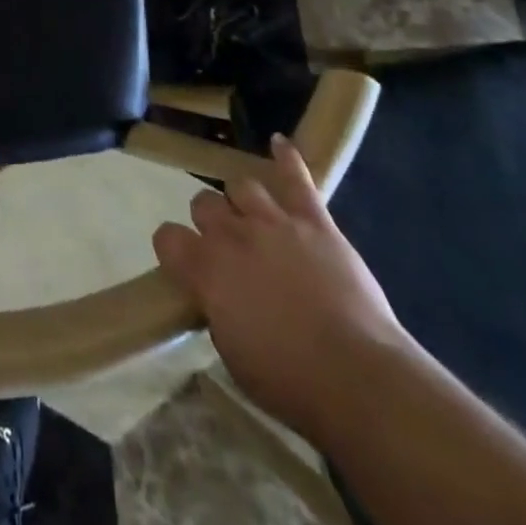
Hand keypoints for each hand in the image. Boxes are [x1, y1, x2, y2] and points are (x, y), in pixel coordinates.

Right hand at [152, 134, 413, 439]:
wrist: (358, 377)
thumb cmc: (290, 381)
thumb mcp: (232, 353)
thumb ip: (216, 309)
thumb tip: (216, 294)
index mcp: (205, 269)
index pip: (166, 237)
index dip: (174, 249)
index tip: (185, 265)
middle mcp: (232, 234)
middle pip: (204, 203)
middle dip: (210, 221)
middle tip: (228, 248)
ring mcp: (274, 221)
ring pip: (242, 185)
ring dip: (243, 200)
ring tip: (253, 216)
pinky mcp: (314, 221)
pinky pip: (297, 179)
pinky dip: (287, 158)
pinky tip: (279, 143)